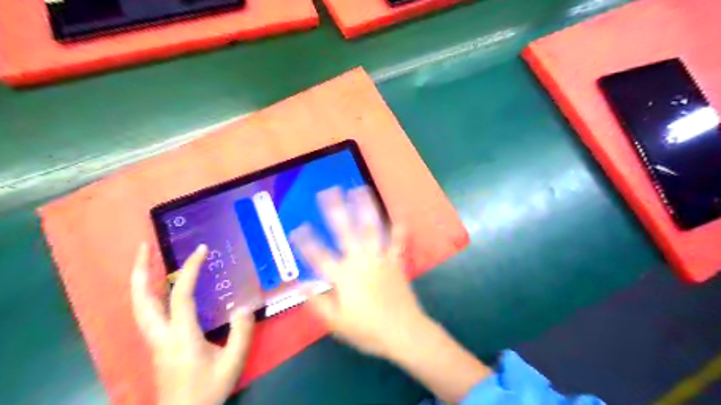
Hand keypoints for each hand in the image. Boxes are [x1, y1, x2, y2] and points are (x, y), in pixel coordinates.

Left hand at [131, 244, 253, 404]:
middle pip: (141, 300)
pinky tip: (159, 289)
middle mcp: (160, 336)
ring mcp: (154, 342)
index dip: (190, 270)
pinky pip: (147, 314)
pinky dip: (148, 294)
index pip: (180, 296)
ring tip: (146, 261)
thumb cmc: (207, 390)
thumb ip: (241, 332)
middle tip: (144, 247)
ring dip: (140, 281)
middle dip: (140, 271)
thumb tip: (245, 306)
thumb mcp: (233, 362)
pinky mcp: (156, 346)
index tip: (201, 250)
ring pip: (139, 307)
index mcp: (180, 337)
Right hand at [290, 185, 429, 357]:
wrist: (403, 332)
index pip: (319, 256)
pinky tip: (399, 217)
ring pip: (371, 229)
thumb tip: (300, 286)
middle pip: (345, 231)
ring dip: (365, 208)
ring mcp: (380, 259)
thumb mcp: (337, 323)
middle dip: (336, 209)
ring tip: (360, 190)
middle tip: (329, 192)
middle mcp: (360, 261)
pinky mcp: (396, 262)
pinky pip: (397, 243)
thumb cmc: (368, 329)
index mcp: (343, 276)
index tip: (297, 228)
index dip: (306, 242)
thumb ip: (318, 303)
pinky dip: (398, 230)